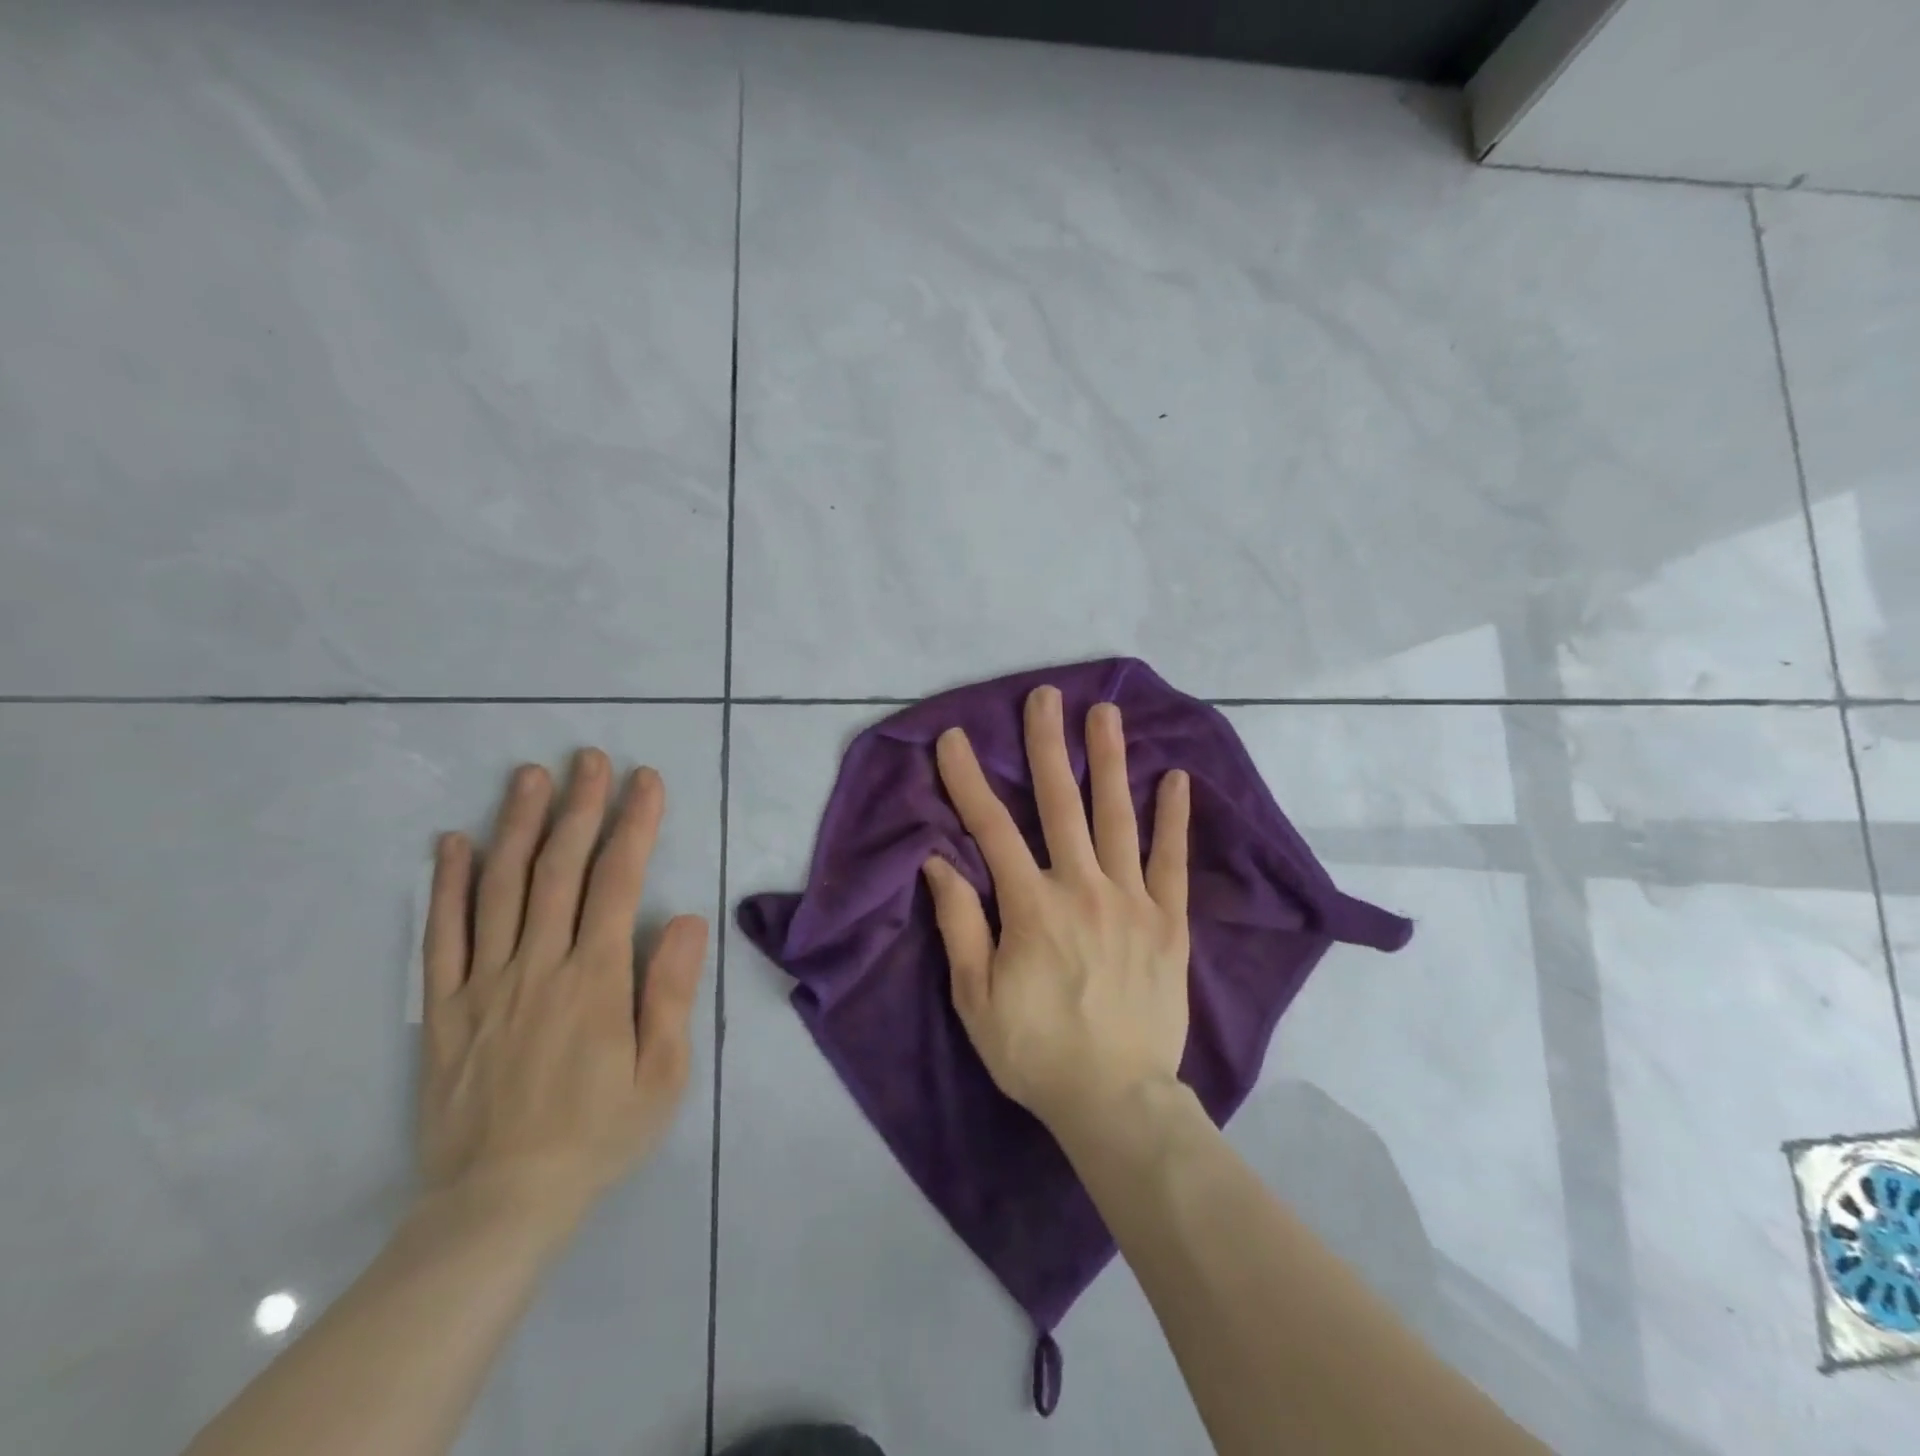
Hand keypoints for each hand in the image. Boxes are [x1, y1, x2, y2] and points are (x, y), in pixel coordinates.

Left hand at [418, 749, 708, 1231]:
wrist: (499, 1205)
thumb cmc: (598, 1135)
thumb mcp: (663, 1073)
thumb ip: (670, 990)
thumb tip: (684, 918)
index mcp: (595, 979)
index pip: (617, 881)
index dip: (634, 825)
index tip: (646, 781)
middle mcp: (538, 966)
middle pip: (557, 869)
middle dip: (578, 806)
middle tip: (587, 758)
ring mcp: (484, 984)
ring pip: (498, 888)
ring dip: (515, 826)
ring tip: (528, 778)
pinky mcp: (444, 1009)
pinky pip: (440, 937)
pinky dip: (445, 885)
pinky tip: (451, 844)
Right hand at [922, 685, 1190, 1138]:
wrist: (1116, 1100)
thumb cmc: (1035, 1050)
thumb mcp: (976, 997)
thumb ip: (960, 924)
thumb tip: (940, 861)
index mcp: (1031, 906)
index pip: (991, 829)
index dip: (969, 780)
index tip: (956, 738)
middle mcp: (1082, 888)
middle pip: (1060, 804)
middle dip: (1048, 745)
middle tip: (1046, 696)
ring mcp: (1131, 901)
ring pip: (1117, 817)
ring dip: (1109, 761)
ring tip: (1105, 714)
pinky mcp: (1168, 922)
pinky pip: (1172, 861)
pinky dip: (1173, 818)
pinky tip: (1174, 778)